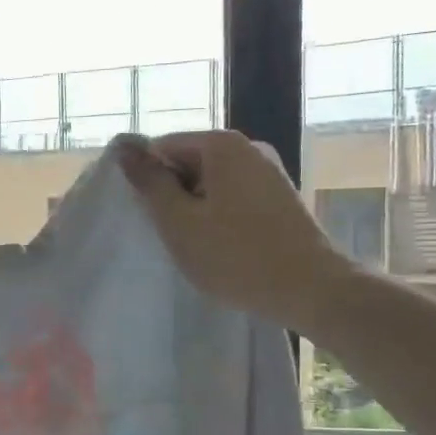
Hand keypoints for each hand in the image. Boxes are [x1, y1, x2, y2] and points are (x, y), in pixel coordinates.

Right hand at [116, 130, 357, 330]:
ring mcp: (269, 172)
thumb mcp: (179, 222)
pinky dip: (217, 216)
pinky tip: (219, 246)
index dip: (146, 180)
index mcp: (221, 145)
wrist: (311, 290)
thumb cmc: (236, 256)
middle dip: (171, 195)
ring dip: (193, 209)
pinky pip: (233, 197)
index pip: (162, 147)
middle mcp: (249, 148)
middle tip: (166, 234)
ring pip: (210, 183)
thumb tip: (124, 147)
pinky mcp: (280, 197)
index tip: (144, 215)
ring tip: (192, 244)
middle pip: (188, 162)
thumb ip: (149, 183)